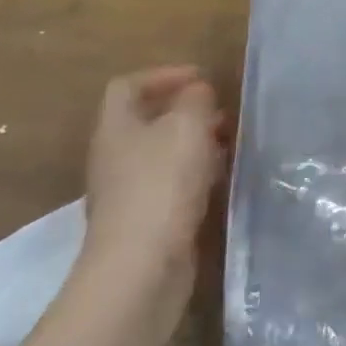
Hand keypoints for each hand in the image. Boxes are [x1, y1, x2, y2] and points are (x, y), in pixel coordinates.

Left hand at [83, 66, 226, 296]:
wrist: (141, 270)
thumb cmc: (162, 185)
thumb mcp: (187, 126)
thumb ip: (195, 100)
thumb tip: (197, 92)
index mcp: (116, 128)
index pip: (128, 86)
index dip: (163, 75)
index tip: (201, 78)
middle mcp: (115, 157)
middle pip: (147, 121)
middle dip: (187, 111)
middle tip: (222, 113)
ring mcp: (127, 193)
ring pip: (163, 154)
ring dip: (195, 144)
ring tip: (230, 144)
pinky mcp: (145, 223)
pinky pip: (171, 185)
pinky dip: (196, 175)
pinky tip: (221, 180)